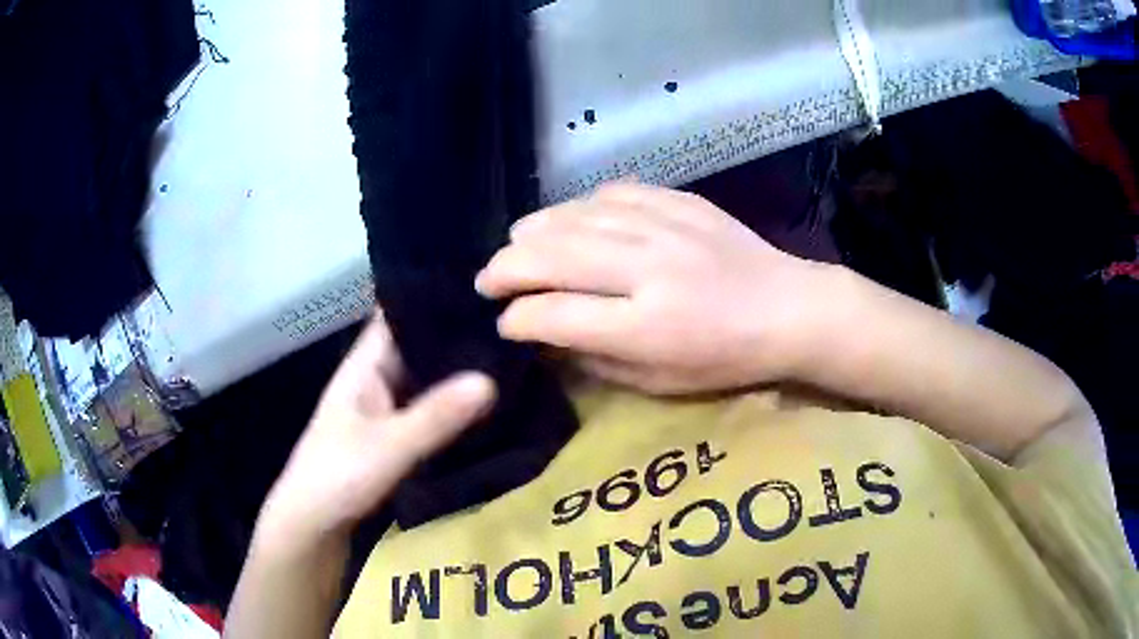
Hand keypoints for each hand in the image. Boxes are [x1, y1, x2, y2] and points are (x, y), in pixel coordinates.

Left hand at [257, 313, 495, 545]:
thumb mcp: (388, 447)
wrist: (312, 527)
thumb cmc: (337, 477)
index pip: (399, 313)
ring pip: (429, 380)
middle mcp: (378, 379)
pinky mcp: (398, 437)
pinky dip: (457, 406)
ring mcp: (388, 409)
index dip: (433, 294)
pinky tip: (494, 403)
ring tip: (515, 355)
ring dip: (461, 372)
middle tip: (517, 321)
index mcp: (366, 365)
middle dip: (460, 335)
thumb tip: (491, 379)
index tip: (483, 283)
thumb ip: (435, 416)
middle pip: (421, 346)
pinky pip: (432, 411)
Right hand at [476, 183, 829, 394]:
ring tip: (515, 245)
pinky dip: (580, 207)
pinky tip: (569, 219)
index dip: (518, 319)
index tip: (505, 323)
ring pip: (575, 217)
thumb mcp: (661, 383)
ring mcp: (665, 227)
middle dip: (506, 268)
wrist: (788, 308)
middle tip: (486, 280)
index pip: (556, 315)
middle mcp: (649, 269)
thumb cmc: (727, 359)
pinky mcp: (679, 201)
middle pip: (553, 256)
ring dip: (534, 231)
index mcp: (647, 326)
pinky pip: (613, 193)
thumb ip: (596, 359)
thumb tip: (545, 338)